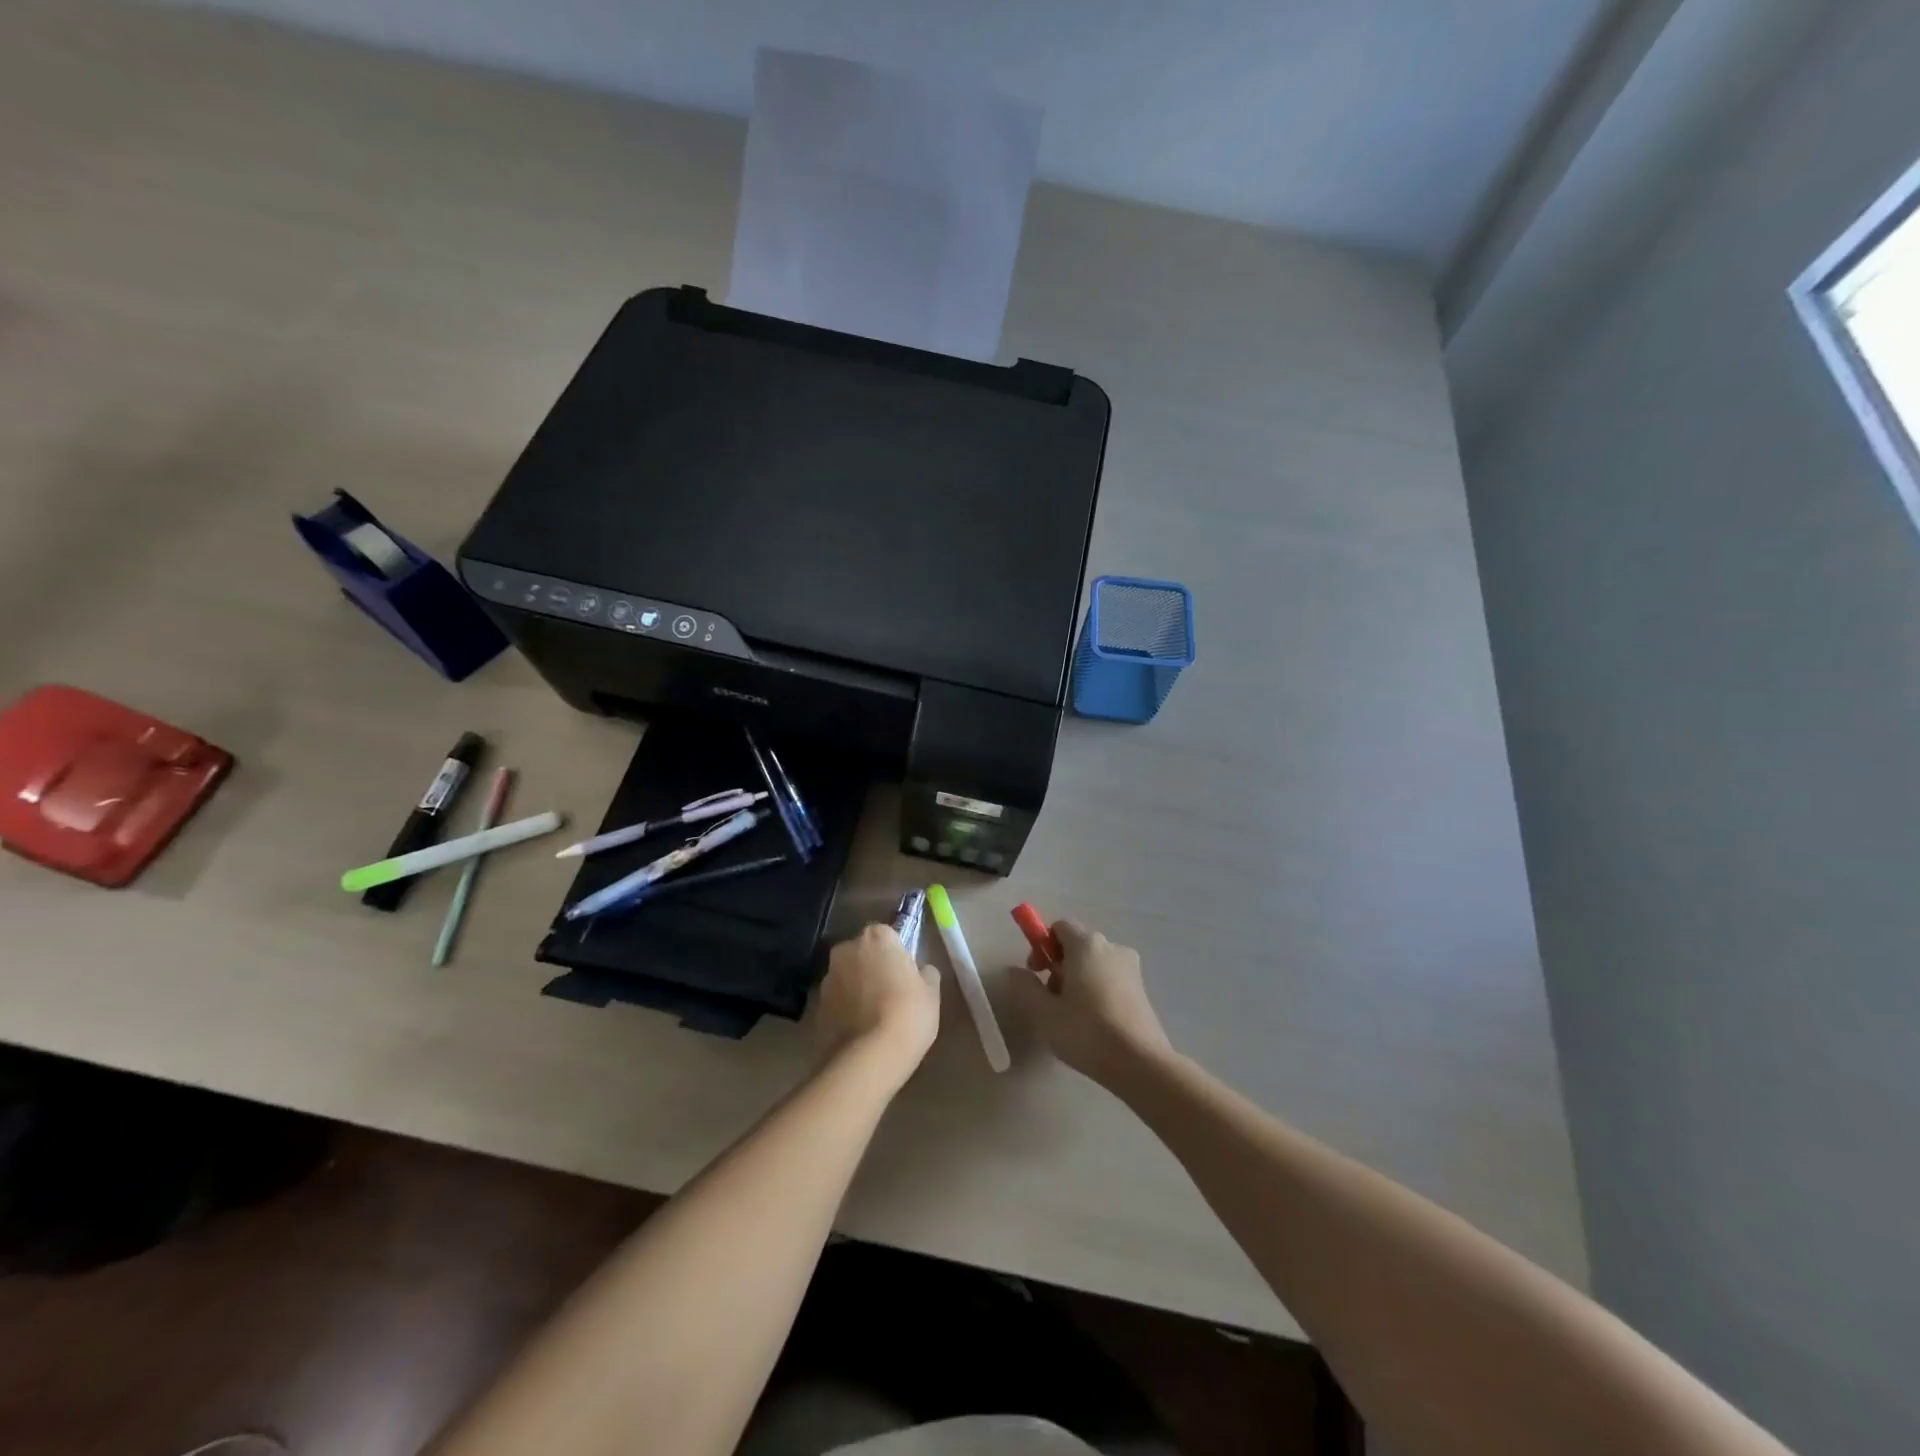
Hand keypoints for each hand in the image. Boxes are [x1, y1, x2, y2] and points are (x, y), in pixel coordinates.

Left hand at [812, 924, 941, 1081]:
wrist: (867, 1059)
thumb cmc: (907, 1015)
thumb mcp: (931, 993)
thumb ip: (925, 973)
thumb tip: (919, 971)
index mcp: (876, 937)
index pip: (888, 934)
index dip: (898, 954)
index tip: (906, 974)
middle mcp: (846, 949)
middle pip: (863, 952)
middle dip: (873, 966)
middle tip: (892, 993)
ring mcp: (827, 978)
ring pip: (847, 976)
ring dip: (858, 988)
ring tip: (874, 1017)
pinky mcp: (815, 1007)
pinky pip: (837, 1001)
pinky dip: (846, 1009)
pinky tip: (860, 1031)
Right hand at [1009, 920, 1172, 1089]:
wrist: (1140, 1063)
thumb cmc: (1087, 1032)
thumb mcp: (1045, 1012)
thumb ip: (1025, 986)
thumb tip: (1014, 970)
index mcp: (1087, 945)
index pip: (1059, 927)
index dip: (1042, 945)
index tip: (1036, 973)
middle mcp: (1111, 947)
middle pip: (1077, 944)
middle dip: (1059, 965)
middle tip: (1050, 998)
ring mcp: (1131, 968)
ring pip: (1094, 963)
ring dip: (1077, 979)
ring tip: (1071, 1015)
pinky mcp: (1142, 989)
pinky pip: (1110, 978)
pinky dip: (1096, 990)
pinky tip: (1093, 1022)